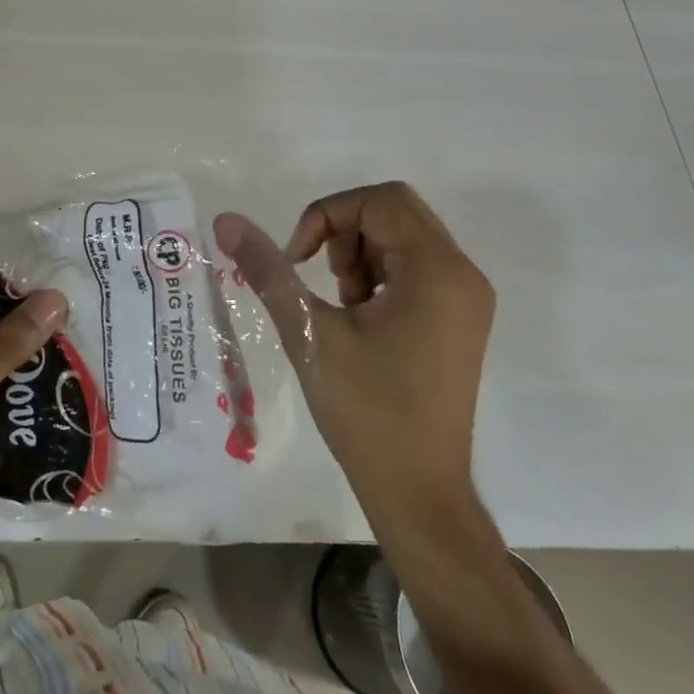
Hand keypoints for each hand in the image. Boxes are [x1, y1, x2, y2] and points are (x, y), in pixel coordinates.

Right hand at [214, 182, 493, 523]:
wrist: (418, 493)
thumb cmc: (367, 412)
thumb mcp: (309, 334)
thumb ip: (267, 270)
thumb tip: (226, 220)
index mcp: (436, 270)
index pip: (379, 200)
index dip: (327, 215)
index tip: (296, 260)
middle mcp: (462, 273)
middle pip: (394, 212)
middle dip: (343, 233)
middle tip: (318, 279)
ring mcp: (467, 298)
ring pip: (403, 237)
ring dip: (358, 254)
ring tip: (340, 306)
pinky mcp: (461, 318)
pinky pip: (416, 267)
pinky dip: (378, 275)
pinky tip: (359, 319)